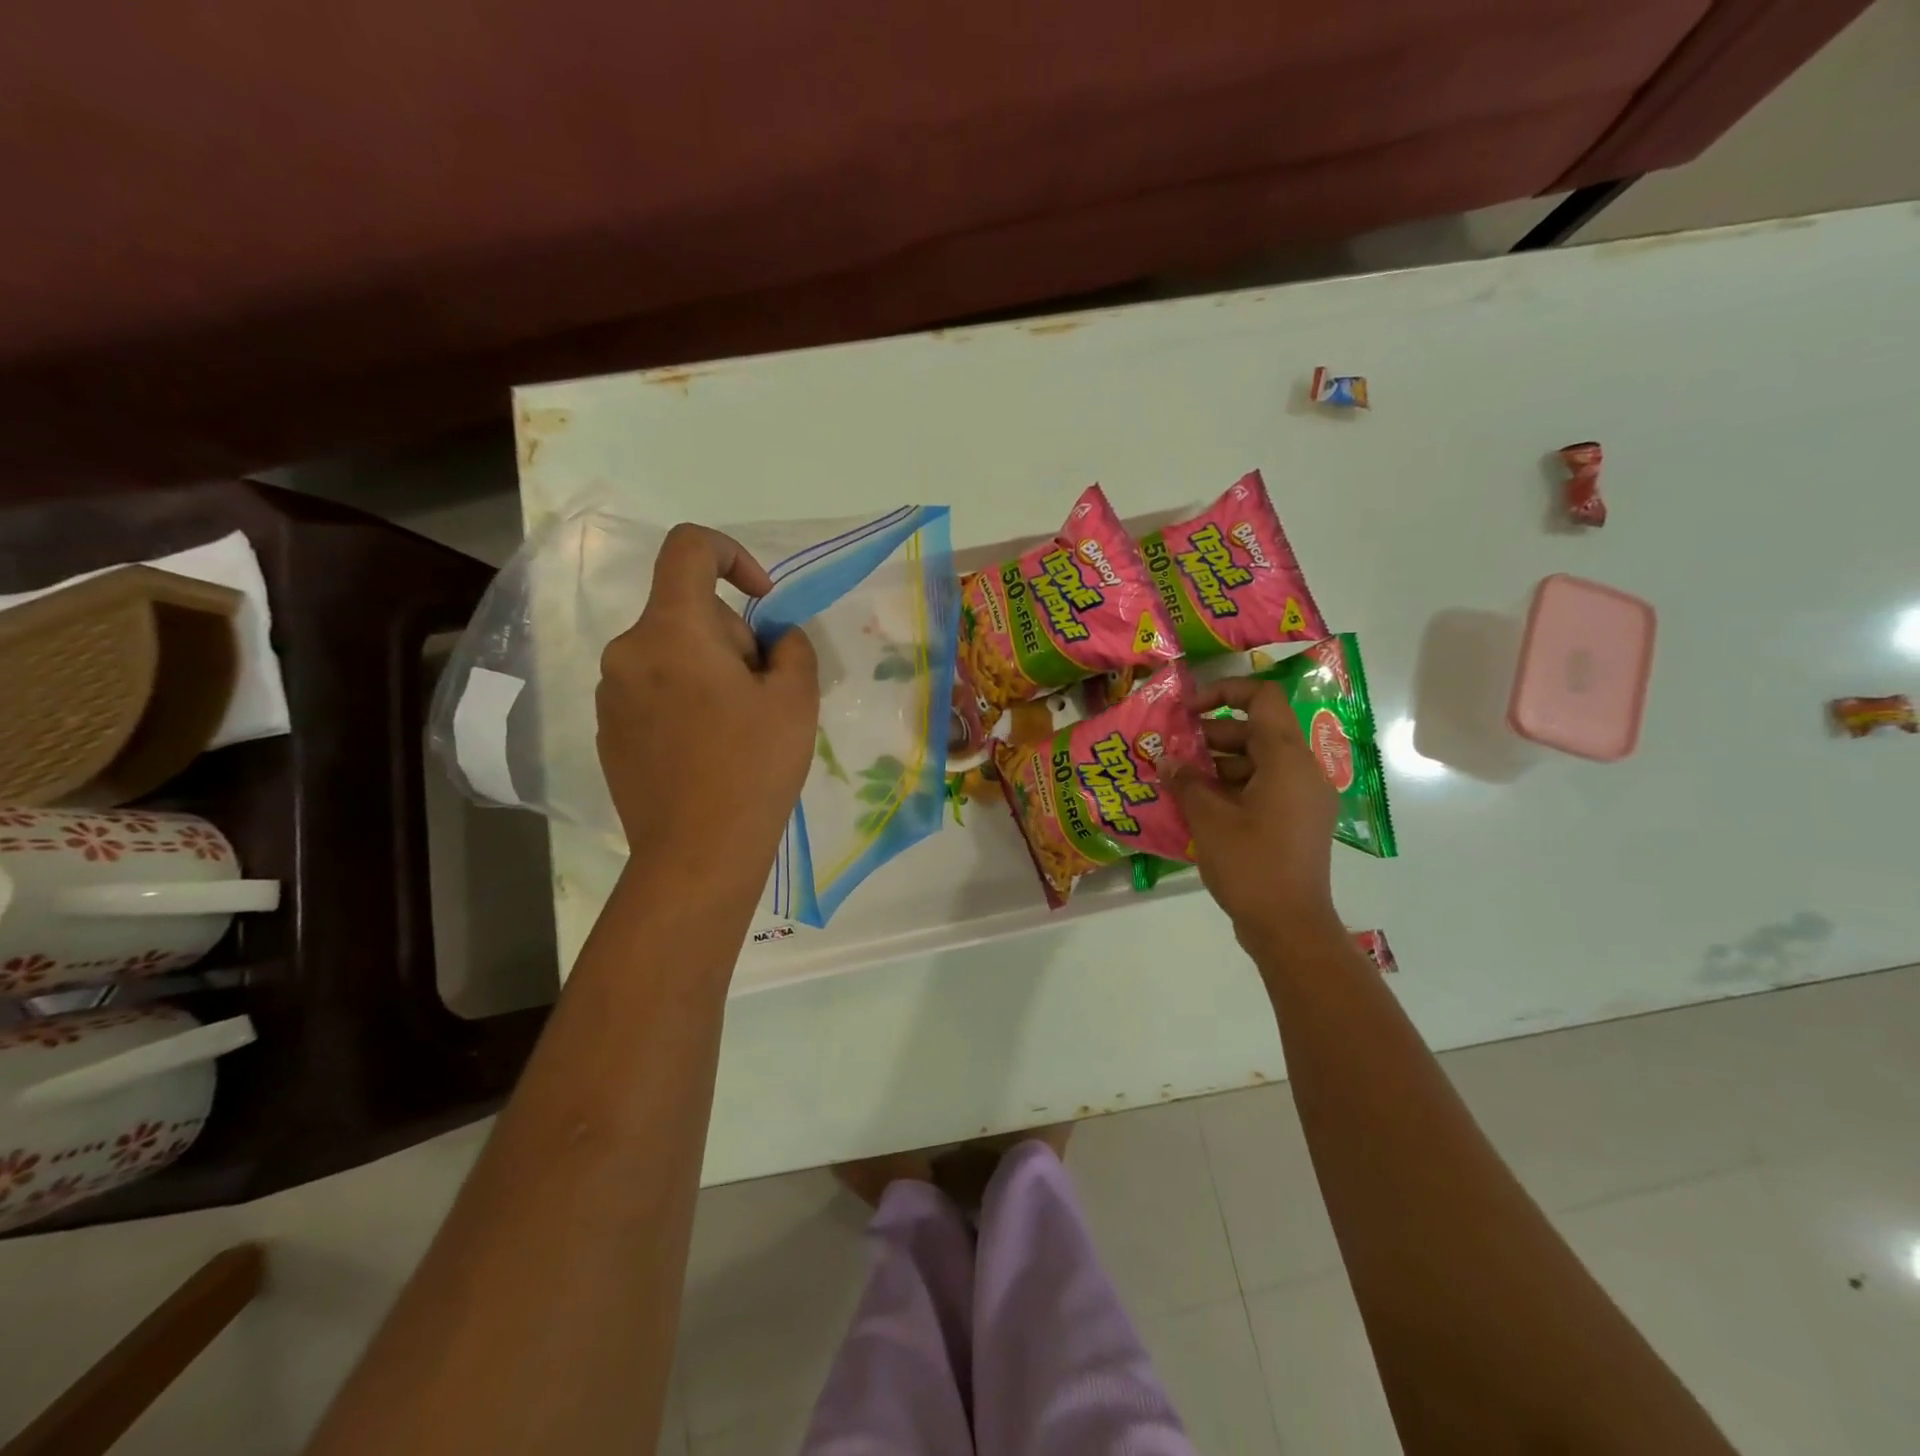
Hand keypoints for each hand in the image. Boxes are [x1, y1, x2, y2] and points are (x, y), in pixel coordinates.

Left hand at [597, 524, 818, 892]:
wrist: (697, 854)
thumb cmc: (753, 768)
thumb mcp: (795, 699)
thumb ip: (792, 648)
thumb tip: (775, 639)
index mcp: (672, 630)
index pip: (689, 548)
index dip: (733, 555)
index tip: (763, 600)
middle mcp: (628, 651)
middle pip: (688, 612)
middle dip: (732, 637)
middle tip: (765, 693)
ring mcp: (611, 694)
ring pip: (672, 654)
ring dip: (709, 671)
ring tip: (740, 727)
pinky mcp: (609, 731)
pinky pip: (653, 691)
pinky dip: (684, 701)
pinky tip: (708, 751)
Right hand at [1168, 677, 1341, 953]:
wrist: (1290, 927)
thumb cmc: (1251, 865)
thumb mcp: (1209, 819)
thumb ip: (1186, 782)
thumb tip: (1167, 761)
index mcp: (1288, 760)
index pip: (1262, 698)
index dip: (1223, 692)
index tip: (1187, 711)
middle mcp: (1302, 772)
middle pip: (1255, 732)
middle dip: (1210, 736)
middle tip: (1171, 752)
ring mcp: (1302, 799)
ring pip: (1256, 762)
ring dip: (1216, 766)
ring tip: (1176, 781)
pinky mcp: (1296, 822)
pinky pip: (1262, 789)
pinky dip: (1230, 789)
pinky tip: (1195, 806)